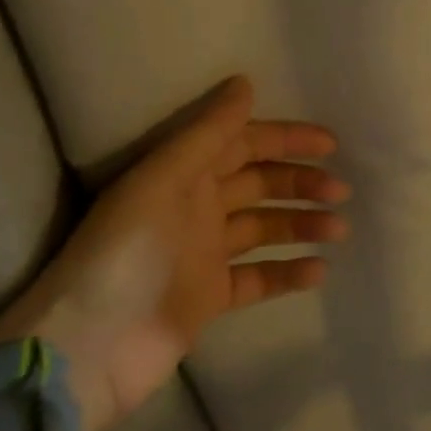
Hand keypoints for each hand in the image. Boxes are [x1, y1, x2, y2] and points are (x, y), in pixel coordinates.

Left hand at [0, 77, 347, 430]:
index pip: (242, 144)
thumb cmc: (126, 252)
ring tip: (339, 229)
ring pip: (264, 229)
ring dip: (302, 225)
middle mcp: (195, 209)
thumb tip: (245, 82)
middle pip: (258, 185)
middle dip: (301, 182)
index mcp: (181, 176)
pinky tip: (319, 270)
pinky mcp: (209, 299)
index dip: (285, 140)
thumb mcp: (163, 180)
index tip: (330, 144)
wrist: (89, 348)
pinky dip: (288, 272)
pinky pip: (258, 278)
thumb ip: (207, 133)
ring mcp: (203, 255)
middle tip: (342, 190)